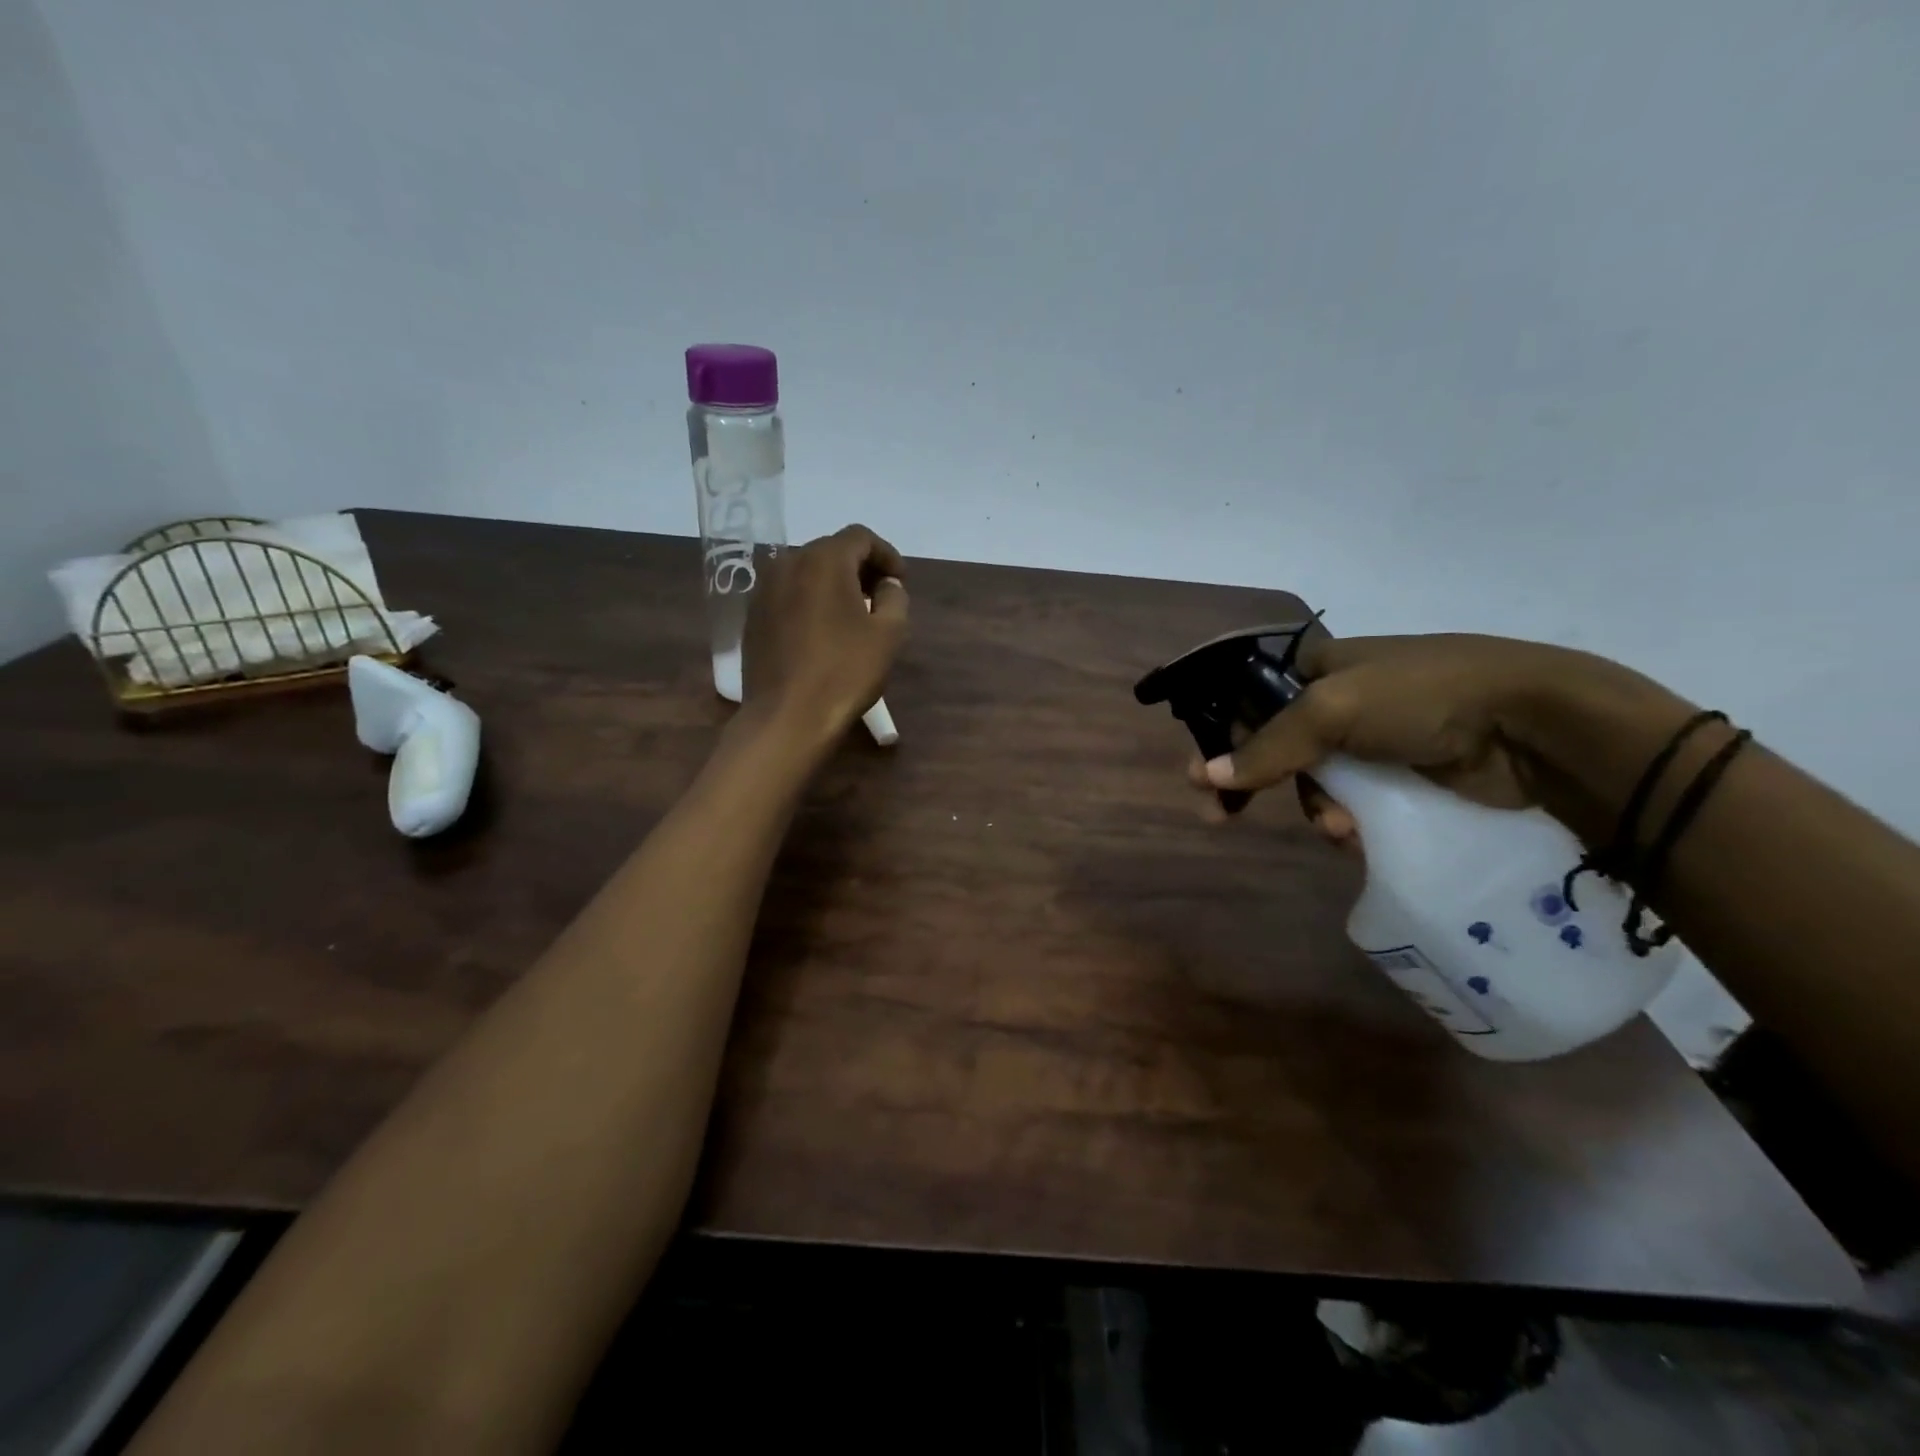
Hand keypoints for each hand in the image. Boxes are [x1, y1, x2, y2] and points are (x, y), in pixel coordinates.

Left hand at [742, 525, 907, 742]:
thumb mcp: (889, 634)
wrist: (787, 717)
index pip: (860, 537)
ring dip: (833, 585)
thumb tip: (886, 585)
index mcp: (824, 560)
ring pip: (806, 573)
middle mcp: (788, 564)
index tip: (900, 582)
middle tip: (880, 597)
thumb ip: (894, 598)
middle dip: (859, 568)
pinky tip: (823, 632)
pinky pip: (788, 595)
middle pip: (831, 551)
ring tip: (853, 615)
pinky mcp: (753, 617)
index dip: (886, 554)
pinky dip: (810, 602)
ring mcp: (764, 590)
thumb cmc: (845, 672)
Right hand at [1185, 634, 1626, 844]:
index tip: (1205, 779)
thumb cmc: (1421, 698)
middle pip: (1278, 745)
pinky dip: (1348, 821)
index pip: (1252, 701)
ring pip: (1316, 780)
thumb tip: (1204, 776)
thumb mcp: (1331, 711)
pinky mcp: (1407, 773)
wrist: (1534, 726)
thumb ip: (1267, 745)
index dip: (1224, 737)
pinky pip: (1356, 801)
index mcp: (1320, 666)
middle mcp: (1343, 698)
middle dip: (1261, 782)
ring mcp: (1376, 737)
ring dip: (1316, 808)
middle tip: (1225, 817)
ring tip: (1339, 829)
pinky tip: (1358, 835)